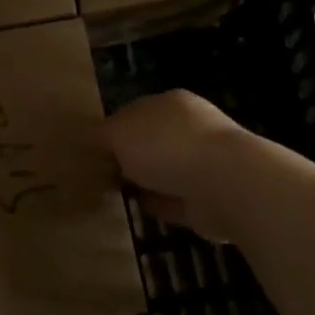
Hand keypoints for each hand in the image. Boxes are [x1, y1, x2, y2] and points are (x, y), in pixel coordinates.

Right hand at [105, 90, 247, 241]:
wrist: (224, 183)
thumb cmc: (166, 146)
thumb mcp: (118, 132)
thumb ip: (103, 135)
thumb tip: (97, 142)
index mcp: (170, 103)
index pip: (134, 113)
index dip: (111, 131)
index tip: (90, 152)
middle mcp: (189, 129)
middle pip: (150, 143)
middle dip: (128, 158)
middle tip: (98, 176)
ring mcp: (202, 164)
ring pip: (162, 172)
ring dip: (143, 182)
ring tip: (114, 195)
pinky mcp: (207, 198)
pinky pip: (173, 200)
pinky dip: (157, 205)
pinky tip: (137, 210)